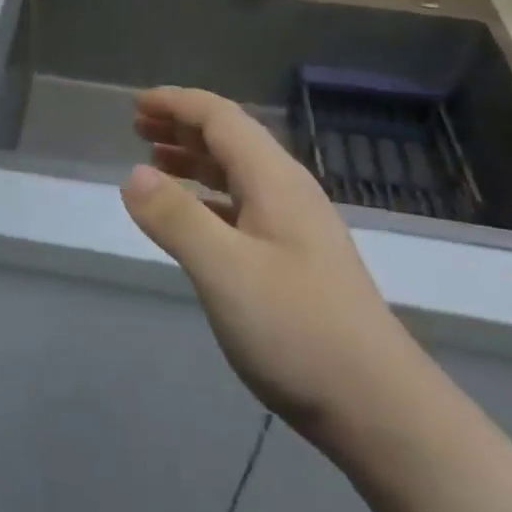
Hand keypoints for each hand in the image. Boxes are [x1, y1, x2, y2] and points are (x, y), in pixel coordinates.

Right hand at [121, 87, 423, 445]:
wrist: (379, 407)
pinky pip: (242, 206)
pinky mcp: (295, 260)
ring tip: (154, 162)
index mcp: (275, 180)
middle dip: (182, 126)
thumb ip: (176, 218)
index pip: (221, 118)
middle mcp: (287, 192)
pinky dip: (208, 197)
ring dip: (194, 160)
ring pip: (237, 173)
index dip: (177, 104)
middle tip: (138, 127)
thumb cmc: (297, 330)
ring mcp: (295, 228)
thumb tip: (132, 174)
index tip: (135, 104)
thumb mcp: (224, 271)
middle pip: (230, 139)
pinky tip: (191, 217)